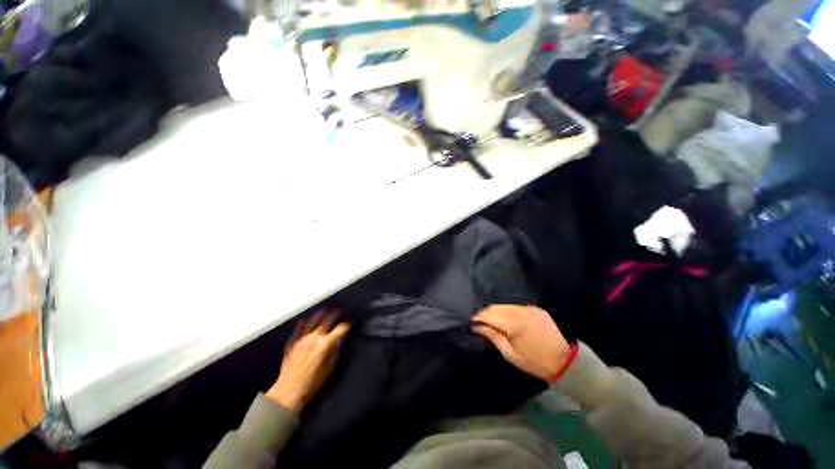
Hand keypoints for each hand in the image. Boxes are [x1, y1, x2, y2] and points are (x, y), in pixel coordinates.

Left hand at [267, 311, 350, 411]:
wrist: (288, 391)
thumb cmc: (313, 382)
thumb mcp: (330, 367)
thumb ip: (336, 350)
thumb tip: (339, 339)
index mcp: (326, 344)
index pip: (341, 328)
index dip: (348, 324)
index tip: (351, 321)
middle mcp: (315, 336)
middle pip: (328, 318)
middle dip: (336, 313)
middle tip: (340, 311)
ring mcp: (302, 337)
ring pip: (314, 318)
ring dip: (322, 313)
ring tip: (326, 310)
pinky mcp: (293, 339)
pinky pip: (299, 326)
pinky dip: (305, 321)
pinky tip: (307, 319)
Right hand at [472, 305, 570, 381]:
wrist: (564, 361)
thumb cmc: (534, 361)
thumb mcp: (509, 353)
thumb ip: (492, 335)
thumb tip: (476, 326)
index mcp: (514, 322)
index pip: (489, 314)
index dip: (478, 317)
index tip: (471, 322)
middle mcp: (520, 310)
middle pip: (495, 307)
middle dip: (485, 313)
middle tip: (479, 323)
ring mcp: (529, 307)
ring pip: (504, 305)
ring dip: (496, 311)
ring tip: (491, 321)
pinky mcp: (535, 308)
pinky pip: (515, 306)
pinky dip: (507, 311)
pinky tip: (505, 319)